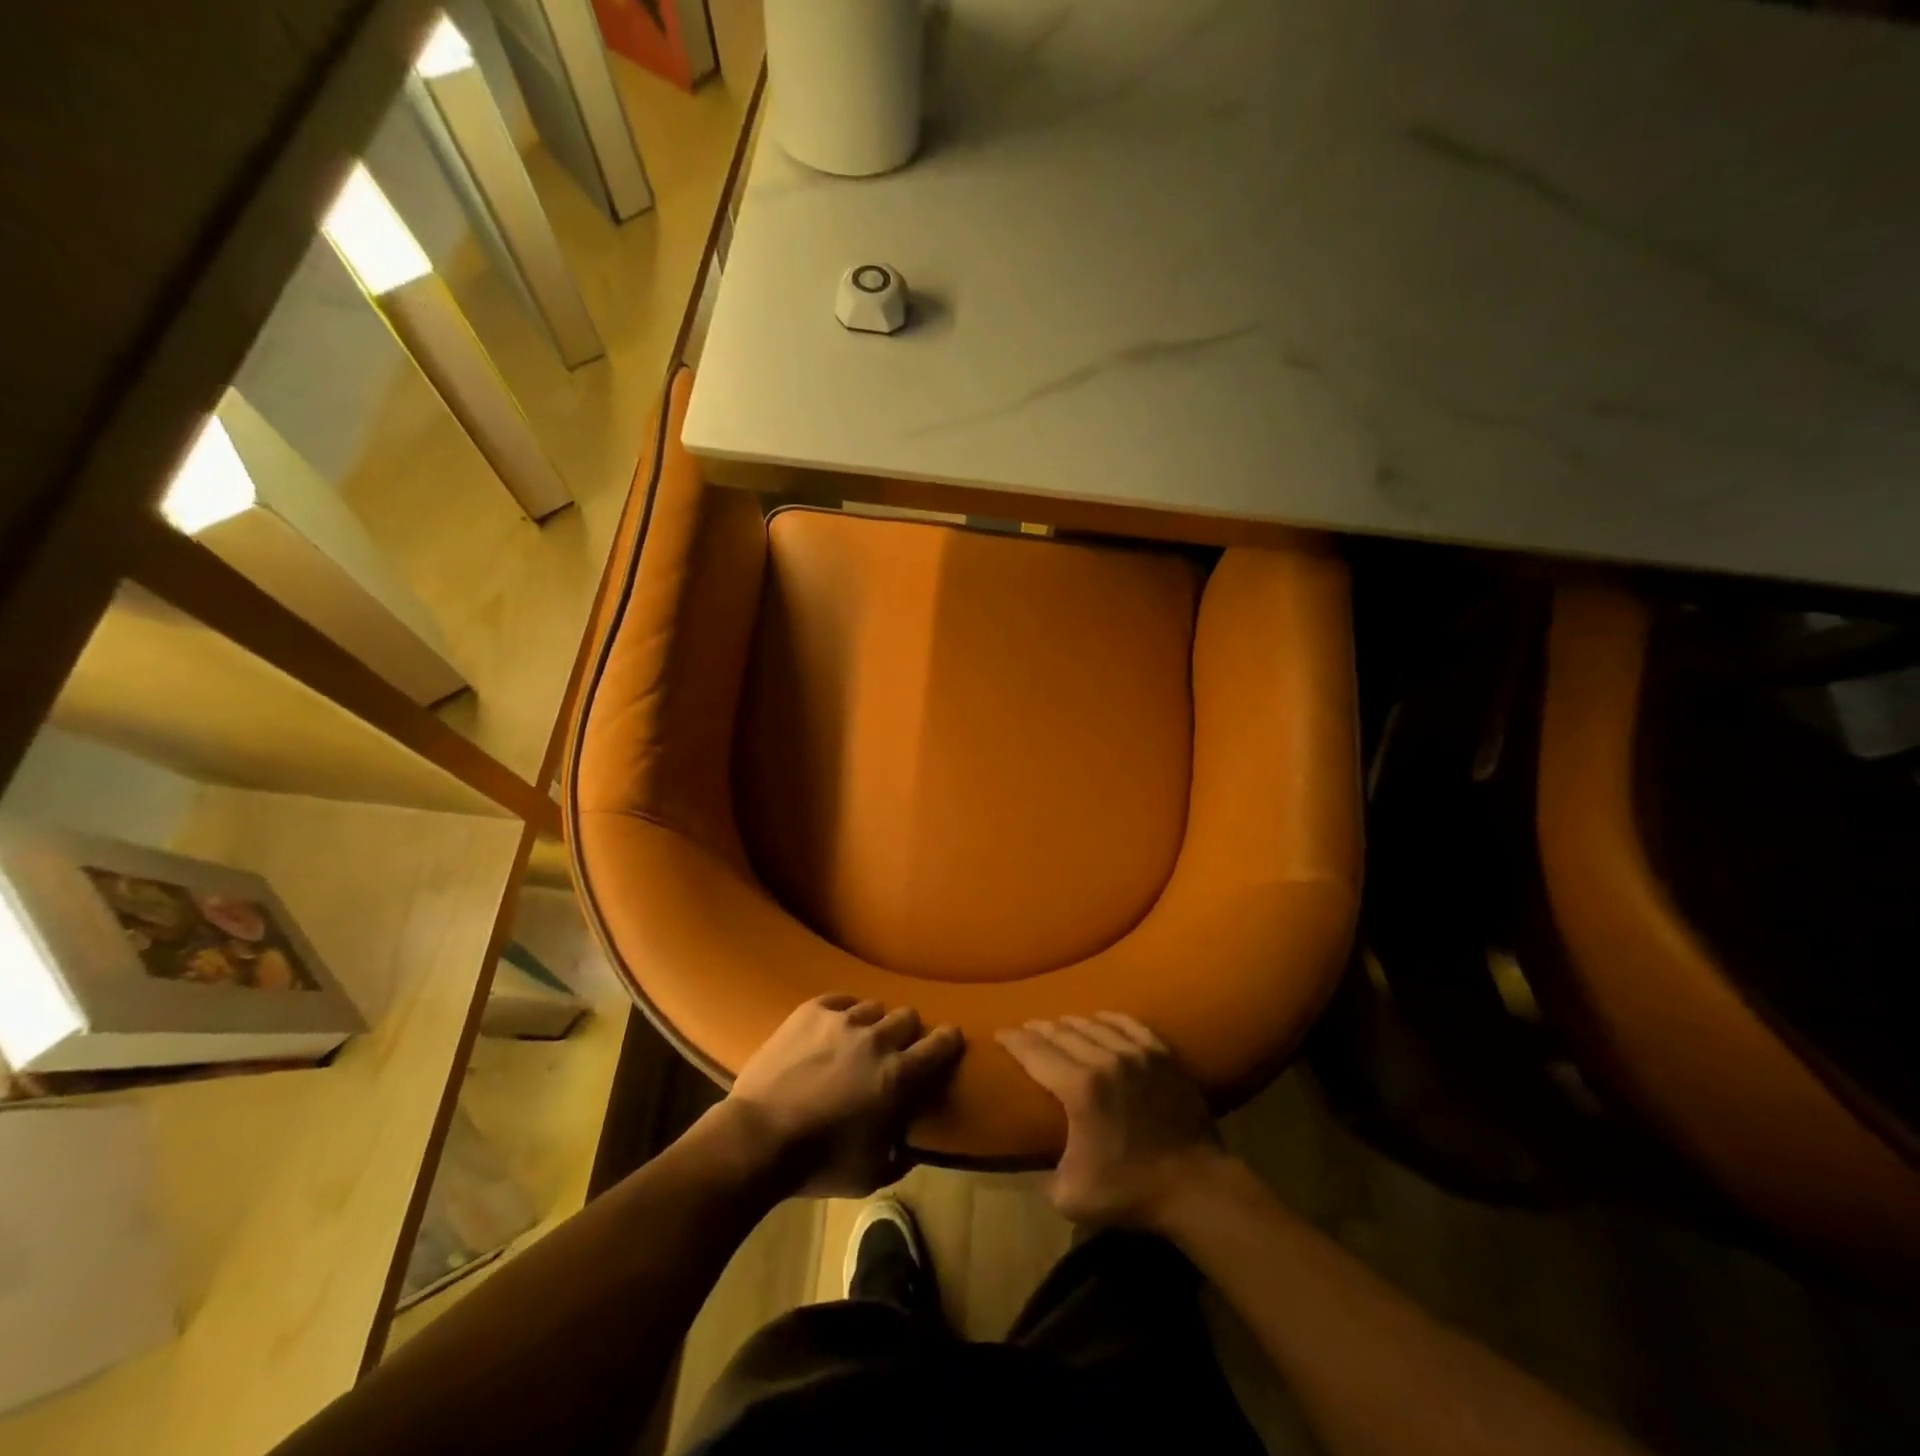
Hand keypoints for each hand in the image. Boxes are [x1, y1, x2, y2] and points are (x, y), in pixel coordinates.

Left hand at [728, 994, 964, 1196]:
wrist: (758, 1138)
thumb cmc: (819, 1162)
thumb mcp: (871, 1174)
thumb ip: (900, 1154)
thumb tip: (910, 1142)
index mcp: (899, 1075)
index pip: (940, 1043)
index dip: (948, 1040)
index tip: (948, 1041)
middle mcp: (877, 1039)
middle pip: (907, 1016)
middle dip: (908, 1032)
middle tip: (896, 1049)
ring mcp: (843, 1020)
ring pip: (874, 1006)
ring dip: (873, 1023)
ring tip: (860, 1039)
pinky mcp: (812, 1011)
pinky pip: (840, 999)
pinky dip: (843, 1011)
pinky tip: (835, 1026)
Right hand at [997, 1013, 1226, 1227]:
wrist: (1196, 1187)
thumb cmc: (1130, 1191)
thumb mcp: (1070, 1195)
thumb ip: (1044, 1174)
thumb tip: (1037, 1163)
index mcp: (1079, 1087)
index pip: (1035, 1052)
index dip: (1014, 1040)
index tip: (1001, 1033)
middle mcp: (1105, 1058)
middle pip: (1062, 1032)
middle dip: (1039, 1028)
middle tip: (1026, 1029)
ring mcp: (1137, 1053)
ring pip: (1094, 1024)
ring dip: (1070, 1022)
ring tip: (1058, 1024)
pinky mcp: (1162, 1055)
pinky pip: (1129, 1023)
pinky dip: (1108, 1018)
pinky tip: (1100, 1017)